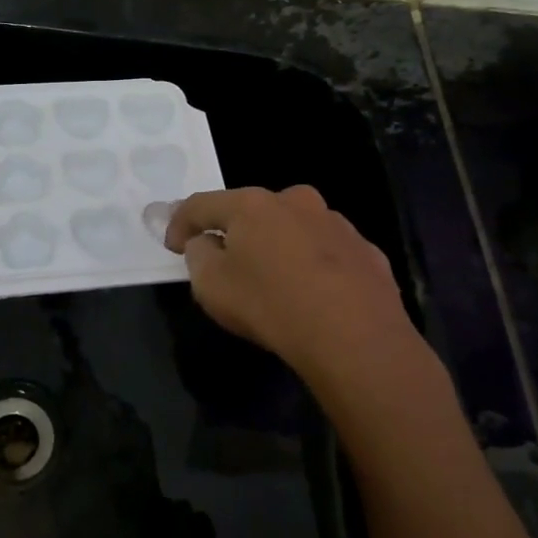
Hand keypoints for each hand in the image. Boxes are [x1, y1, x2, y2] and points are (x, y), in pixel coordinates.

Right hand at [164, 186, 413, 381]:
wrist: (355, 336)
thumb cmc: (270, 305)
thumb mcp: (211, 286)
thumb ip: (198, 255)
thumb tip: (206, 243)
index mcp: (252, 204)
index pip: (202, 204)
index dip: (180, 223)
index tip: (173, 245)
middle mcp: (295, 201)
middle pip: (252, 211)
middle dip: (235, 231)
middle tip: (225, 261)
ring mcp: (336, 223)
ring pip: (294, 228)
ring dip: (278, 246)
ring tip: (274, 281)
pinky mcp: (365, 250)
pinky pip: (326, 253)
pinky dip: (313, 265)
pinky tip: (313, 295)